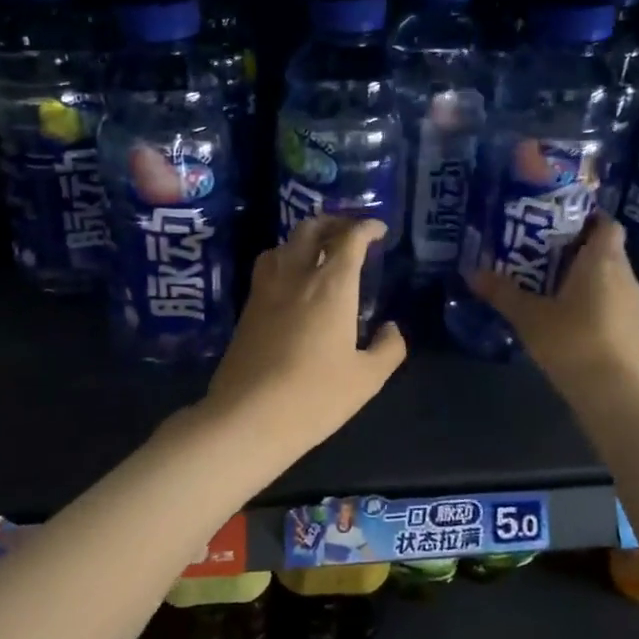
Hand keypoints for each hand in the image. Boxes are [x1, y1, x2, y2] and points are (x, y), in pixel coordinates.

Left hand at [201, 216, 406, 457]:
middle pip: (311, 229)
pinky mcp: (247, 307)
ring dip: (305, 238)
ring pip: (283, 244)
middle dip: (334, 222)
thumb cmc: (315, 396)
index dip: (366, 227)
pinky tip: (291, 281)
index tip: (378, 230)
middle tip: (350, 232)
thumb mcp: (366, 379)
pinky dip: (284, 259)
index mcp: (331, 286)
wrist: (249, 416)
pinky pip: (267, 266)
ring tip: (319, 252)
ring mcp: (266, 289)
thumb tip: (391, 329)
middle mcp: (296, 276)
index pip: (349, 239)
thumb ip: (388, 349)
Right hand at [472, 216, 638, 395]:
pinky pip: (613, 301)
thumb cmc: (571, 340)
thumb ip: (501, 292)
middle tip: (542, 254)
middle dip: (577, 249)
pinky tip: (568, 316)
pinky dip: (594, 301)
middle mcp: (625, 275)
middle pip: (606, 250)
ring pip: (610, 277)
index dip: (587, 219)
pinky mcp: (634, 329)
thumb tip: (472, 273)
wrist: (612, 391)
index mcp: (603, 261)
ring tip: (550, 285)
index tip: (559, 223)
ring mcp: (634, 304)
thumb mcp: (528, 316)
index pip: (607, 224)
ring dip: (585, 277)